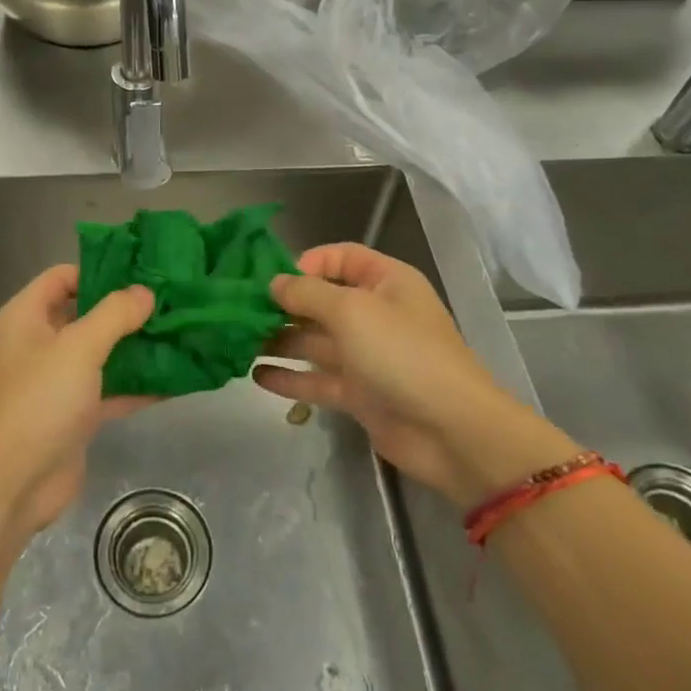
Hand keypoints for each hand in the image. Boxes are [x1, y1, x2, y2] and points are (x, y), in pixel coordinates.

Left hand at [0, 265, 154, 534]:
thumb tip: (145, 292)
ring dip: (136, 346)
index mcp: (26, 317)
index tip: (142, 271)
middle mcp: (38, 344)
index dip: (99, 270)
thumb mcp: (78, 348)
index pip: (62, 277)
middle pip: (85, 314)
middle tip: (171, 300)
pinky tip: (176, 379)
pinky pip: (109, 389)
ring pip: (101, 353)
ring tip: (180, 332)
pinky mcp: (73, 415)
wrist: (11, 486)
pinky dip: (137, 385)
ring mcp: (56, 381)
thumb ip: (114, 315)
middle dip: (126, 310)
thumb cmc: (38, 402)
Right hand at [259, 244, 576, 506]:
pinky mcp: (359, 394)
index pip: (340, 258)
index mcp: (385, 282)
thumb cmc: (402, 354)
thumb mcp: (351, 311)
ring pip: (315, 341)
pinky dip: (290, 377)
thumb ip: (307, 294)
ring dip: (280, 340)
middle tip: (240, 313)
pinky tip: (256, 376)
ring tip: (238, 343)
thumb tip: (274, 284)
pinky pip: (318, 379)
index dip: (306, 263)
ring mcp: (367, 356)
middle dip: (283, 305)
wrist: (451, 432)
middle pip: (321, 300)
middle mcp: (374, 314)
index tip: (271, 279)